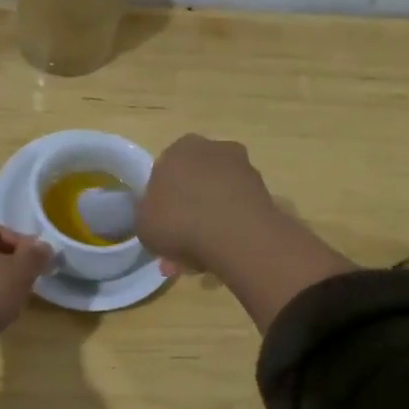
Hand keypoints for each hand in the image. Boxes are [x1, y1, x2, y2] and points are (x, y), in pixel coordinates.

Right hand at [138, 134, 280, 276]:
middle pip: (194, 183)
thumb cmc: (179, 222)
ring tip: (202, 260)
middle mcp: (214, 149)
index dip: (161, 199)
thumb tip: (156, 215)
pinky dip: (229, 230)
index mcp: (180, 148)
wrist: (236, 237)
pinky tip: (223, 255)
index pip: (165, 170)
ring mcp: (244, 168)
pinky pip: (237, 212)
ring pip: (217, 199)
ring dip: (209, 224)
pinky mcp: (265, 192)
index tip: (161, 224)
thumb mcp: (143, 223)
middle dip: (187, 214)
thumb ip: (147, 214)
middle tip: (179, 248)